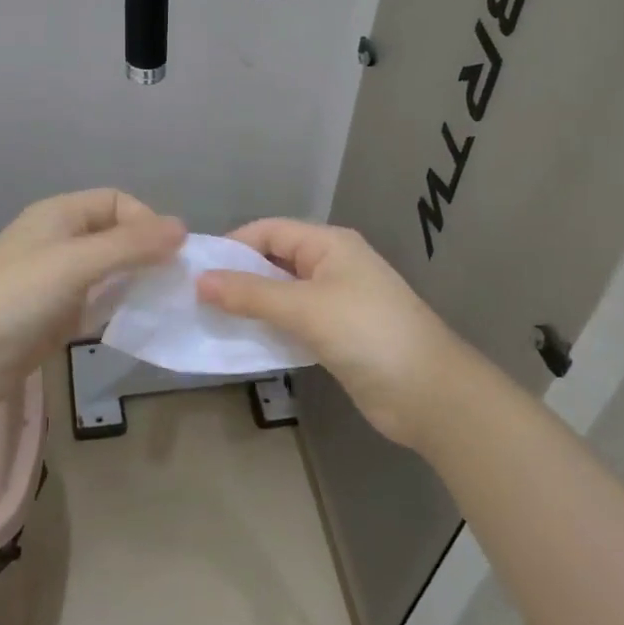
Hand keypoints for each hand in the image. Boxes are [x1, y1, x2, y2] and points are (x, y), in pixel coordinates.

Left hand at [0, 189, 184, 410]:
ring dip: (136, 281)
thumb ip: (131, 245)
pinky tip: (139, 321)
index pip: (116, 201)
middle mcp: (60, 240)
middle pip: (114, 235)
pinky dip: (119, 307)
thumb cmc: (19, 296)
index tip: (170, 252)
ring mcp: (57, 280)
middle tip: (175, 279)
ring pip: (109, 271)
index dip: (145, 220)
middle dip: (146, 252)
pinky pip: (97, 302)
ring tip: (164, 301)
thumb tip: (183, 227)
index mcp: (59, 215)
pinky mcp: (56, 315)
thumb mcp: (78, 262)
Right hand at [197, 219, 470, 450]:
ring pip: (281, 294)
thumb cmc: (367, 333)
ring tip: (209, 320)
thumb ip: (250, 294)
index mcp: (329, 244)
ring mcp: (335, 301)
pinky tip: (243, 340)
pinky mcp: (336, 335)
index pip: (269, 231)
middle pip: (274, 261)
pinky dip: (268, 327)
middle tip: (195, 298)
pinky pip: (292, 322)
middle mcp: (331, 265)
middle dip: (237, 276)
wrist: (428, 393)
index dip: (232, 246)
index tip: (195, 270)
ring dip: (250, 305)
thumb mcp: (305, 308)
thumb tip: (200, 281)